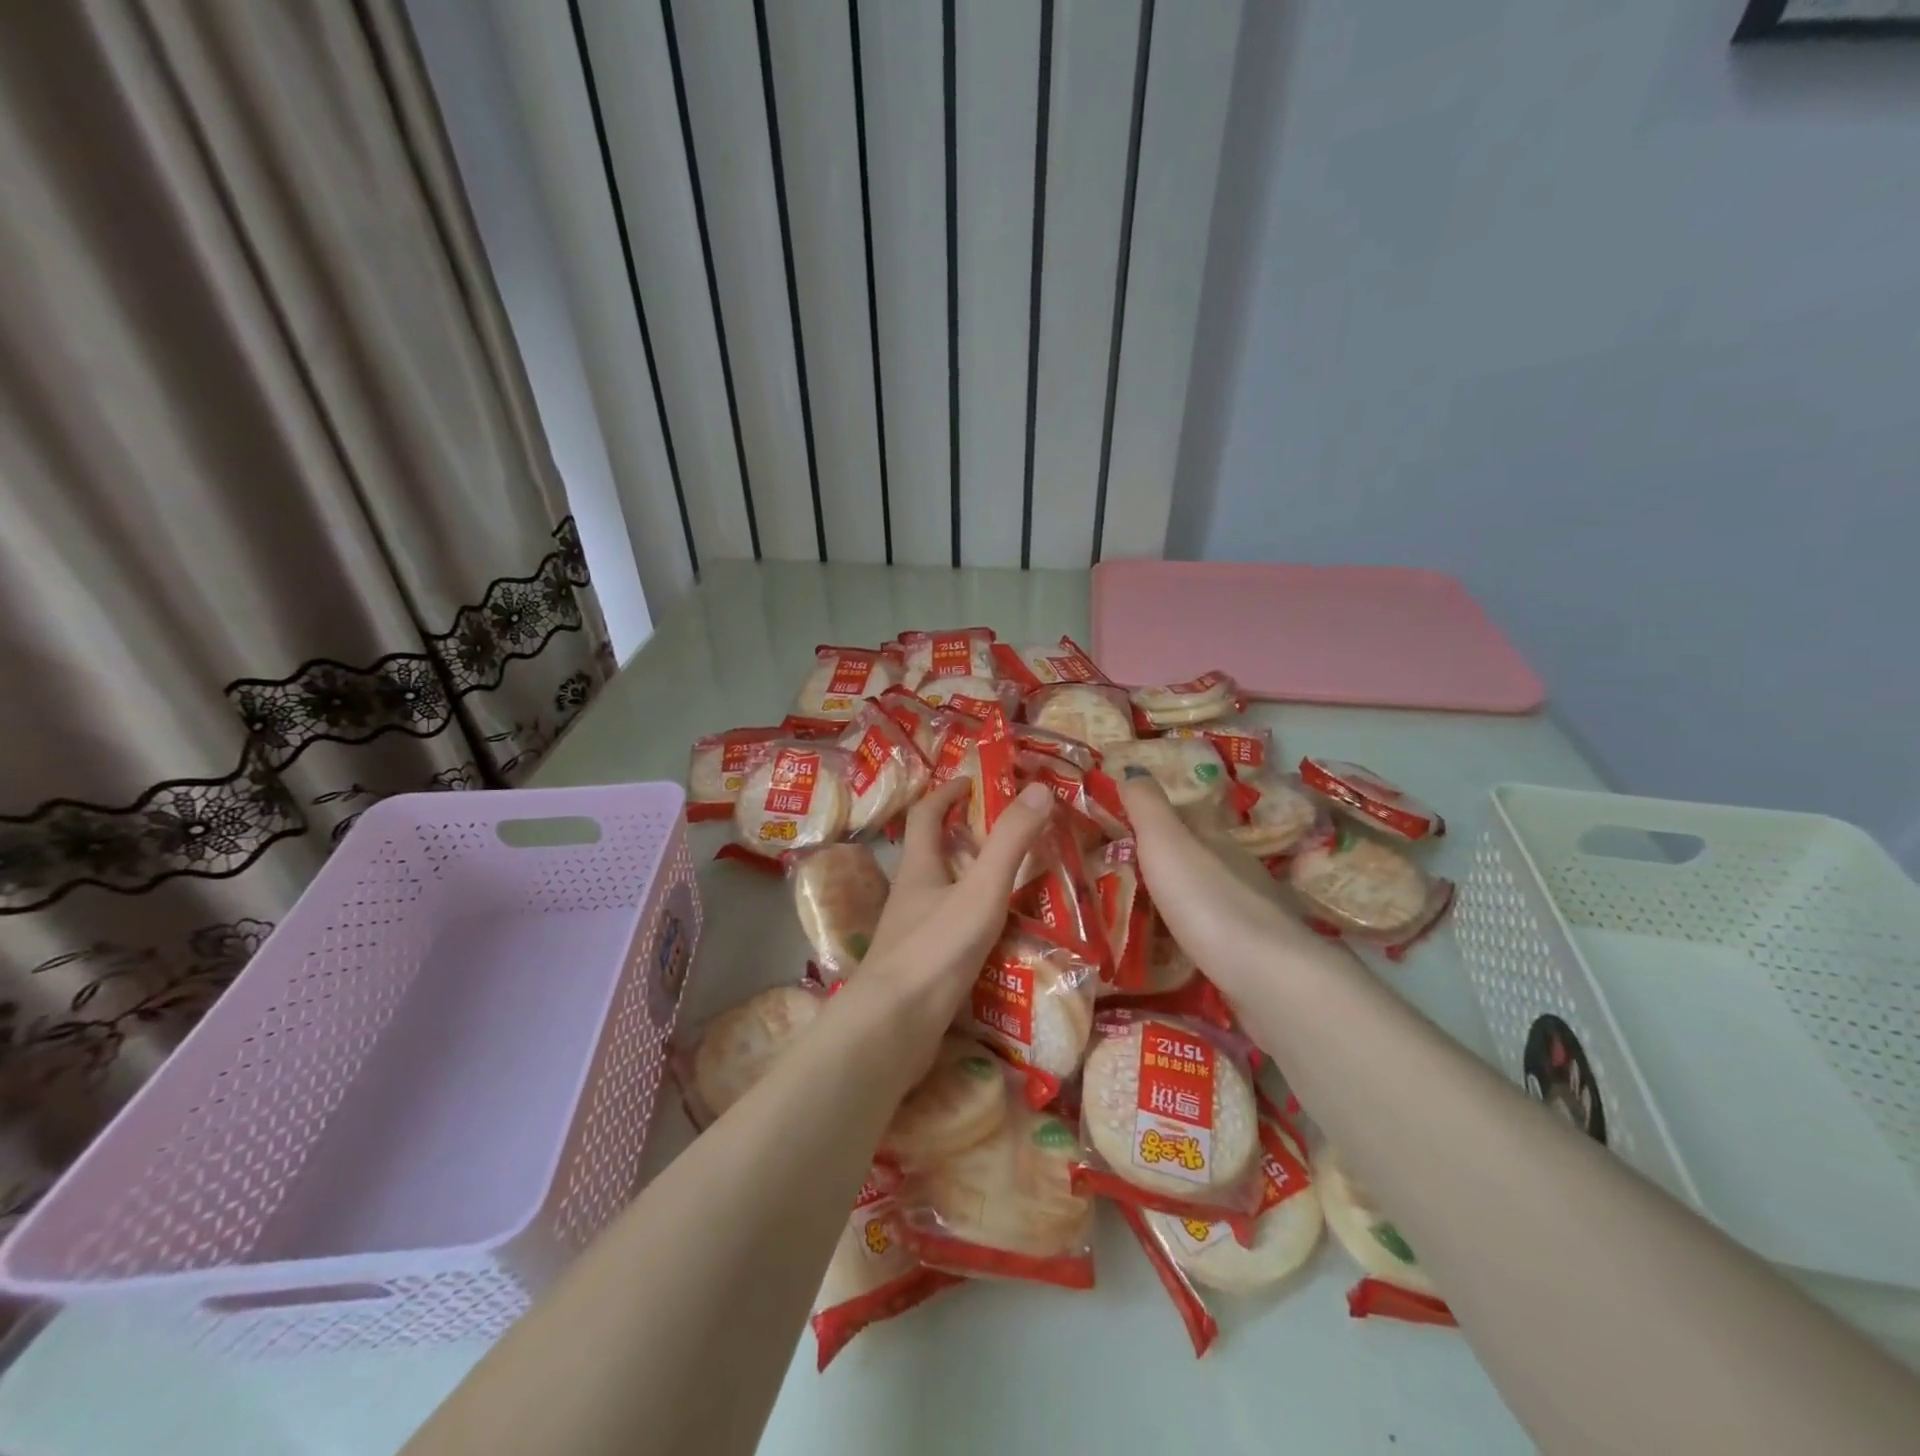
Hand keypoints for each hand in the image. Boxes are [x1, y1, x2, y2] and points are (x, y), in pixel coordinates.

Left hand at [860, 776, 1055, 1014]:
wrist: (892, 1028)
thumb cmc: (935, 950)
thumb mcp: (981, 891)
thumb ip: (1010, 843)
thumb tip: (1039, 788)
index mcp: (918, 869)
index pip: (926, 815)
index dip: (946, 793)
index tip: (972, 781)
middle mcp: (909, 896)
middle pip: (932, 854)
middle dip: (962, 838)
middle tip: (1006, 835)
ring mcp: (910, 934)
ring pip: (941, 895)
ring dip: (969, 882)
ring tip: (1013, 885)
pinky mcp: (919, 968)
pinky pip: (948, 931)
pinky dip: (972, 923)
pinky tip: (997, 939)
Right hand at [1117, 771, 1306, 993]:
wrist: (1270, 979)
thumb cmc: (1210, 902)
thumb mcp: (1167, 844)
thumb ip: (1147, 807)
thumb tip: (1130, 768)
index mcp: (1218, 841)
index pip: (1187, 819)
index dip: (1158, 818)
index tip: (1123, 825)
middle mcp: (1239, 872)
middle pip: (1199, 858)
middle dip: (1167, 861)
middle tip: (1122, 871)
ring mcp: (1251, 917)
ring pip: (1208, 898)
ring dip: (1180, 900)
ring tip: (1140, 912)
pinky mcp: (1253, 960)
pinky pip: (1214, 937)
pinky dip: (1193, 935)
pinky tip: (1175, 948)